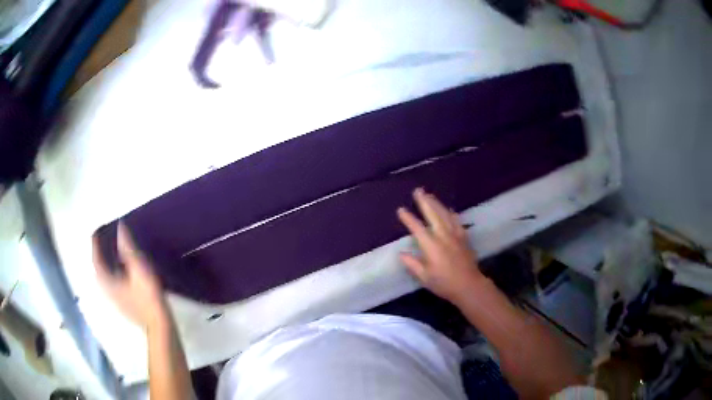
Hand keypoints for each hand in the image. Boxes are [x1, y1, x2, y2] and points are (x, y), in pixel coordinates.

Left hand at [92, 223, 167, 329]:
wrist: (159, 324)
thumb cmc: (148, 297)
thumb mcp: (139, 269)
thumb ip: (128, 249)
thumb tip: (120, 228)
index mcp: (108, 281)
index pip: (96, 260)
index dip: (94, 245)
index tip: (95, 232)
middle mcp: (107, 291)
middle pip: (98, 271)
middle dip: (97, 256)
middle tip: (101, 243)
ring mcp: (114, 300)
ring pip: (104, 280)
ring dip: (104, 267)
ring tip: (108, 256)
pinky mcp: (122, 306)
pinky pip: (110, 287)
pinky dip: (110, 276)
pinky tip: (119, 275)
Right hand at [397, 188, 483, 303]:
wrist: (469, 285)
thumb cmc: (444, 283)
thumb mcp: (424, 277)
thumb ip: (412, 264)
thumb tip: (401, 253)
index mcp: (431, 245)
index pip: (417, 228)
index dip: (408, 218)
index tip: (401, 209)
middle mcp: (443, 236)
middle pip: (432, 214)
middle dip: (424, 202)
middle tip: (417, 190)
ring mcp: (455, 235)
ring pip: (444, 214)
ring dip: (436, 203)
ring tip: (429, 195)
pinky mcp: (464, 238)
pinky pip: (456, 221)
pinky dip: (451, 213)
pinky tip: (449, 209)